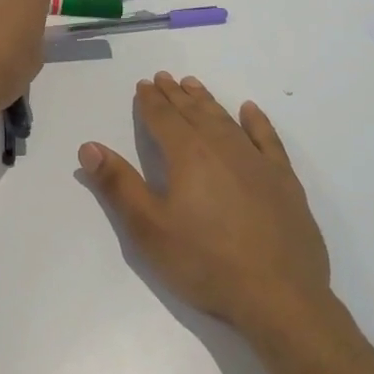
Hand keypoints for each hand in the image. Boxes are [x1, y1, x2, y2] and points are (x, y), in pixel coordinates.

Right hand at [78, 73, 331, 335]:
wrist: (279, 296)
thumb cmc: (205, 263)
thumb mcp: (149, 229)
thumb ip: (118, 185)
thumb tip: (89, 147)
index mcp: (188, 155)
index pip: (163, 118)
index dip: (151, 100)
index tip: (144, 84)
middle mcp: (222, 147)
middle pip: (194, 113)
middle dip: (176, 95)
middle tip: (164, 78)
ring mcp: (257, 162)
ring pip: (226, 120)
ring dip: (207, 102)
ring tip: (194, 86)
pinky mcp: (284, 180)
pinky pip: (267, 138)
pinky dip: (256, 121)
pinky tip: (250, 111)